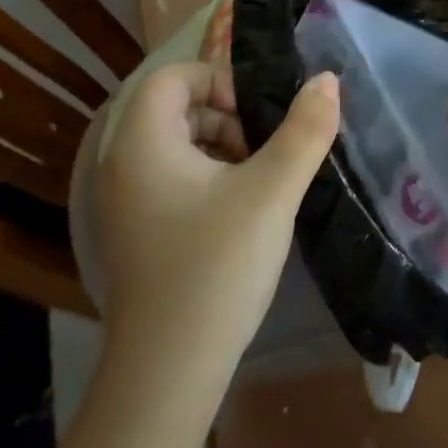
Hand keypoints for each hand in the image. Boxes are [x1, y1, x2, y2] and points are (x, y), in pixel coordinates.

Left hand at [93, 62, 339, 371]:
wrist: (169, 371)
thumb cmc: (217, 266)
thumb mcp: (272, 191)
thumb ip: (304, 130)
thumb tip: (326, 79)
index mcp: (142, 143)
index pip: (174, 76)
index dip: (220, 81)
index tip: (258, 117)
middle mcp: (121, 165)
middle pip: (174, 108)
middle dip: (226, 116)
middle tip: (264, 151)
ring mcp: (124, 203)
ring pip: (175, 145)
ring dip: (221, 147)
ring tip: (259, 182)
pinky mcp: (136, 232)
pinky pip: (171, 179)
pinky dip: (207, 178)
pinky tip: (239, 213)